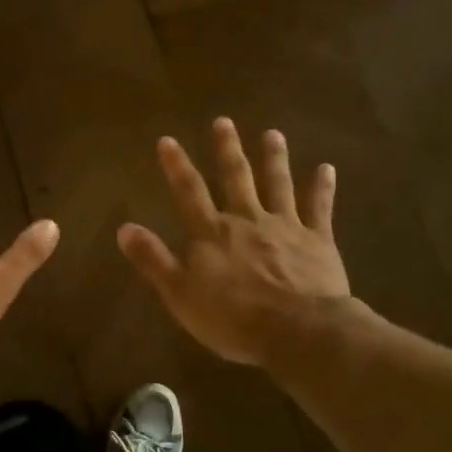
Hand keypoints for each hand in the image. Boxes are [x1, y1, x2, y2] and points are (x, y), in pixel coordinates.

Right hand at [118, 118, 356, 366]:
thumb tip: (124, 228)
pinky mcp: (318, 240)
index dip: (177, 166)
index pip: (190, 192)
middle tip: (224, 121)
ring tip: (273, 134)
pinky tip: (327, 168)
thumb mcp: (181, 294)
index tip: (168, 140)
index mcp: (213, 233)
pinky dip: (322, 188)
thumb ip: (154, 259)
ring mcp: (285, 227)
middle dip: (228, 149)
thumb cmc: (234, 318)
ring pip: (278, 185)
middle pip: (236, 178)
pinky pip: (320, 208)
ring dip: (274, 158)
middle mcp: (248, 220)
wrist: (298, 331)